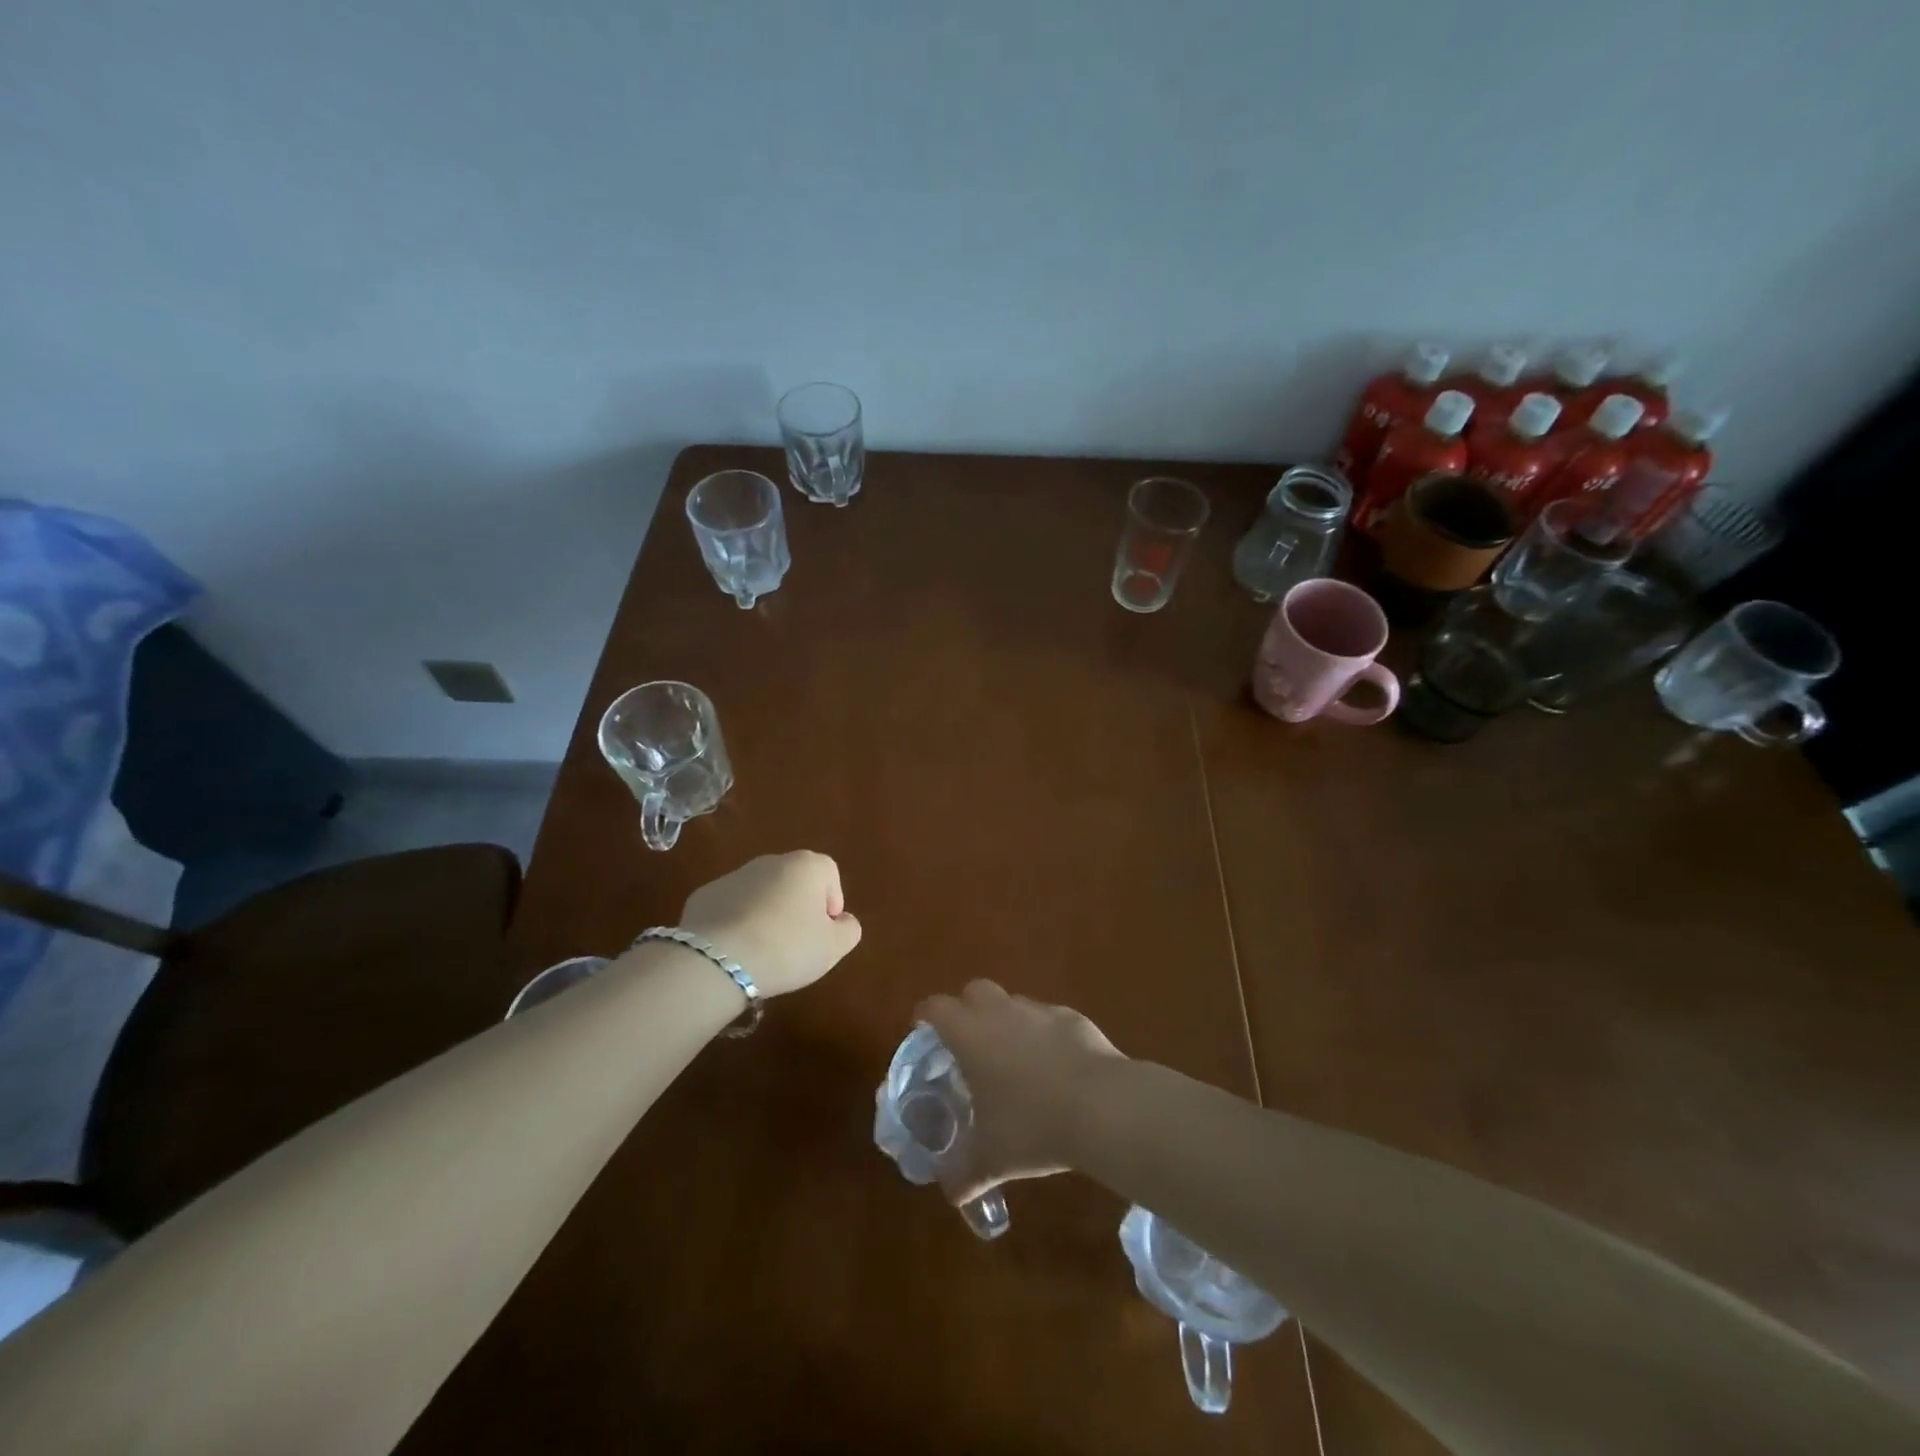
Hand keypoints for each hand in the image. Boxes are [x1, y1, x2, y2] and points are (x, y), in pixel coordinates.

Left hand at [679, 851, 861, 997]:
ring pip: (760, 893)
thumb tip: (842, 921)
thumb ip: (848, 930)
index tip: (823, 932)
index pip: (829, 874)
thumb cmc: (788, 948)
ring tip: (762, 951)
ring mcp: (733, 876)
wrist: (718, 960)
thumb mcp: (834, 947)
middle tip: (795, 943)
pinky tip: (734, 951)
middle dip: (797, 907)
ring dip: (765, 914)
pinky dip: (735, 922)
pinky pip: (730, 907)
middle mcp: (770, 861)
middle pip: (793, 881)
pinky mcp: (703, 895)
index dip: (831, 903)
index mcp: (806, 866)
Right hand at [914, 980, 1123, 1202]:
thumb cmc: (1032, 1126)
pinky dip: (1043, 1035)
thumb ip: (964, 1173)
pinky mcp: (1072, 1017)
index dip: (925, 1015)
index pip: (935, 1007)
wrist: (1101, 1106)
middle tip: (968, 1044)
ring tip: (1014, 1061)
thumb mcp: (992, 1159)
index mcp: (970, 1034)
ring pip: (1013, 1003)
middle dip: (967, 1009)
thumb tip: (952, 1193)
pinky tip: (1055, 1067)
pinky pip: (1048, 1019)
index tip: (922, 1030)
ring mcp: (1039, 1010)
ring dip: (1006, 1022)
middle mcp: (1000, 1012)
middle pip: (974, 991)